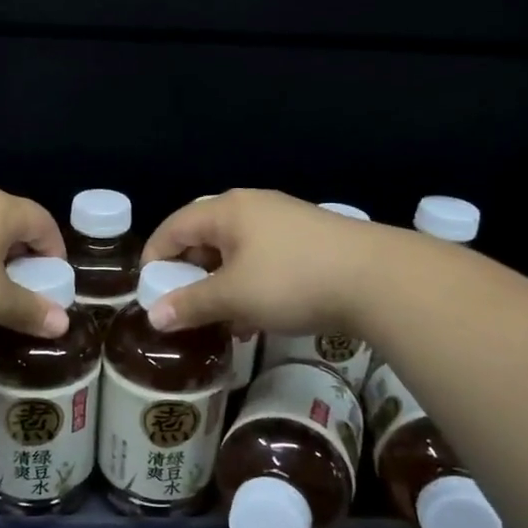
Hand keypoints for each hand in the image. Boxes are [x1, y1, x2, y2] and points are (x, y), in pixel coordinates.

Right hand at [139, 189, 382, 335]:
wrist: (379, 279)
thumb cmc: (293, 280)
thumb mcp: (234, 296)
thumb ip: (190, 304)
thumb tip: (153, 317)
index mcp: (227, 211)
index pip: (174, 226)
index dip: (154, 257)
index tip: (147, 290)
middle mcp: (253, 207)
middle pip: (205, 236)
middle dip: (190, 274)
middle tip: (182, 306)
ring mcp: (285, 222)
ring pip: (236, 252)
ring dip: (221, 285)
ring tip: (219, 320)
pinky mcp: (310, 241)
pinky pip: (264, 260)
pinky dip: (250, 285)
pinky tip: (256, 318)